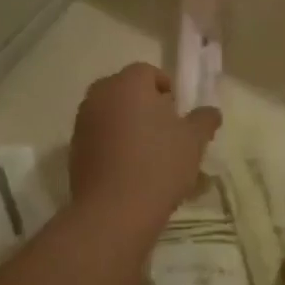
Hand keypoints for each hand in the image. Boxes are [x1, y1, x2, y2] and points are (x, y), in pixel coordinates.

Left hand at [68, 63, 219, 234]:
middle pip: (126, 91)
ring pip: (111, 115)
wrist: (114, 211)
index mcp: (128, 84)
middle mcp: (100, 96)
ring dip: (129, 126)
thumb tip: (210, 112)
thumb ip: (204, 120)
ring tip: (149, 155)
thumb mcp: (194, 142)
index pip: (148, 72)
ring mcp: (82, 123)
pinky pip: (99, 138)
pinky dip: (113, 145)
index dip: (166, 89)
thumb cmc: (159, 166)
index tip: (178, 113)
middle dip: (146, 106)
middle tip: (166, 132)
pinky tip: (130, 171)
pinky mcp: (74, 150)